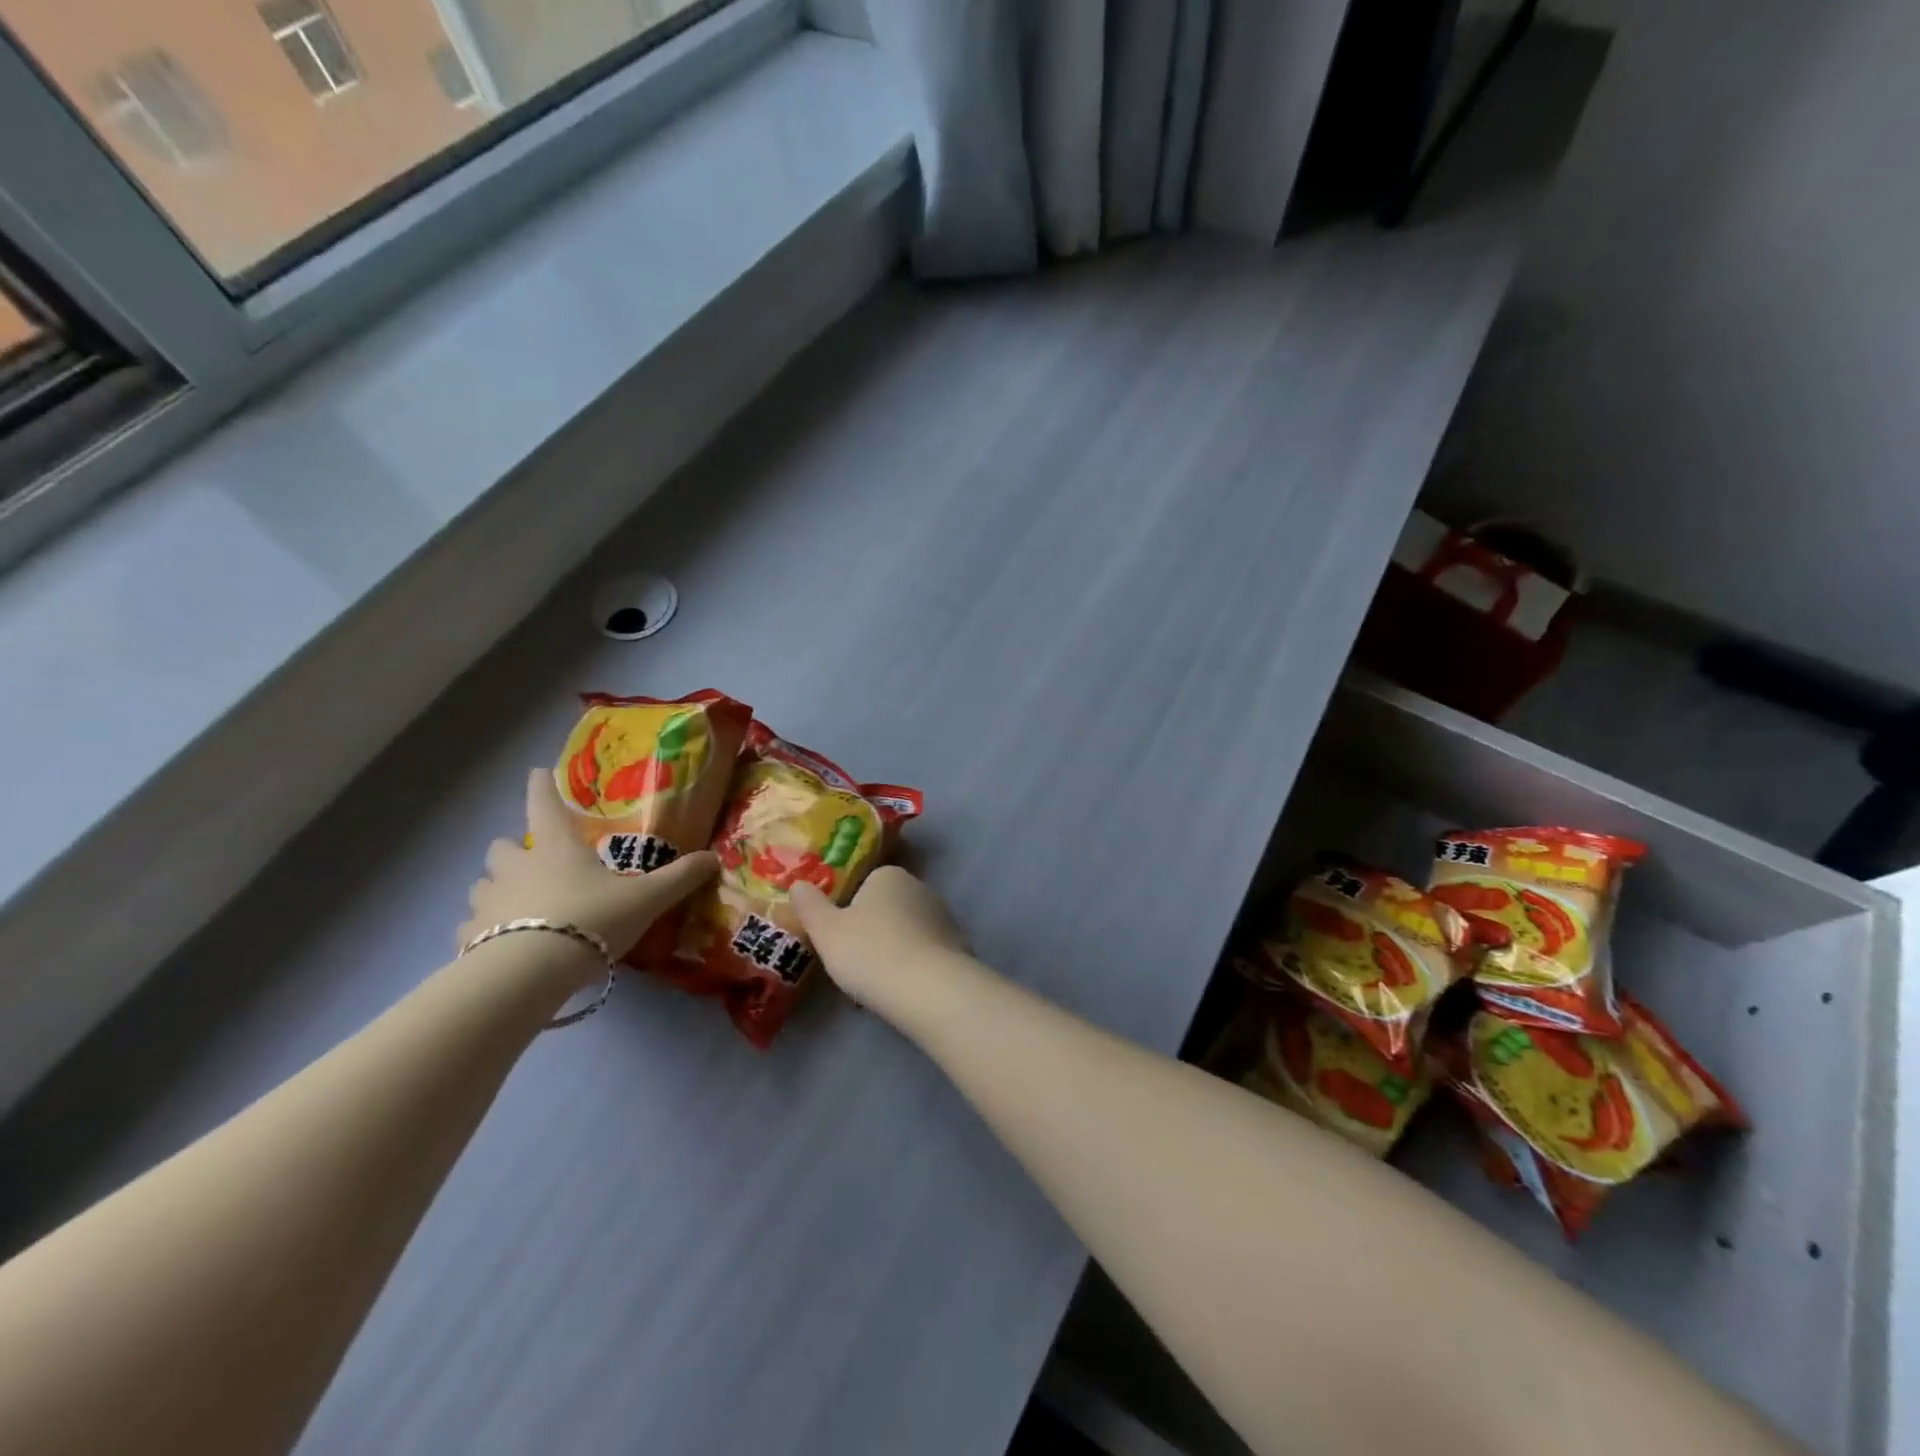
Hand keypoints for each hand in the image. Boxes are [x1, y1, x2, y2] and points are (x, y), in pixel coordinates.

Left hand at [459, 768, 717, 967]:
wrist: (530, 973)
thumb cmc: (590, 920)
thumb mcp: (646, 899)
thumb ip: (679, 878)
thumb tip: (713, 858)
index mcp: (555, 847)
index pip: (542, 803)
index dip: (541, 785)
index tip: (538, 772)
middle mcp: (516, 866)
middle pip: (502, 846)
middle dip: (514, 850)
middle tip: (536, 864)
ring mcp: (487, 901)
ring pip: (482, 884)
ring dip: (497, 889)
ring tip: (518, 906)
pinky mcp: (468, 938)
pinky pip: (469, 927)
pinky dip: (480, 931)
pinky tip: (498, 945)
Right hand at [789, 866, 968, 1010]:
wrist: (928, 989)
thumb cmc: (870, 952)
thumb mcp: (826, 930)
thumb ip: (810, 906)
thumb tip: (798, 884)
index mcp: (889, 876)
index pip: (865, 885)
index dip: (850, 911)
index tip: (839, 939)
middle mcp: (920, 888)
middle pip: (888, 908)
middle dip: (873, 932)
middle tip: (854, 964)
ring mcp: (943, 917)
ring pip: (907, 933)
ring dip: (893, 952)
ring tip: (876, 985)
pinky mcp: (958, 946)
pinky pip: (925, 954)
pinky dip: (913, 968)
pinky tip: (901, 992)